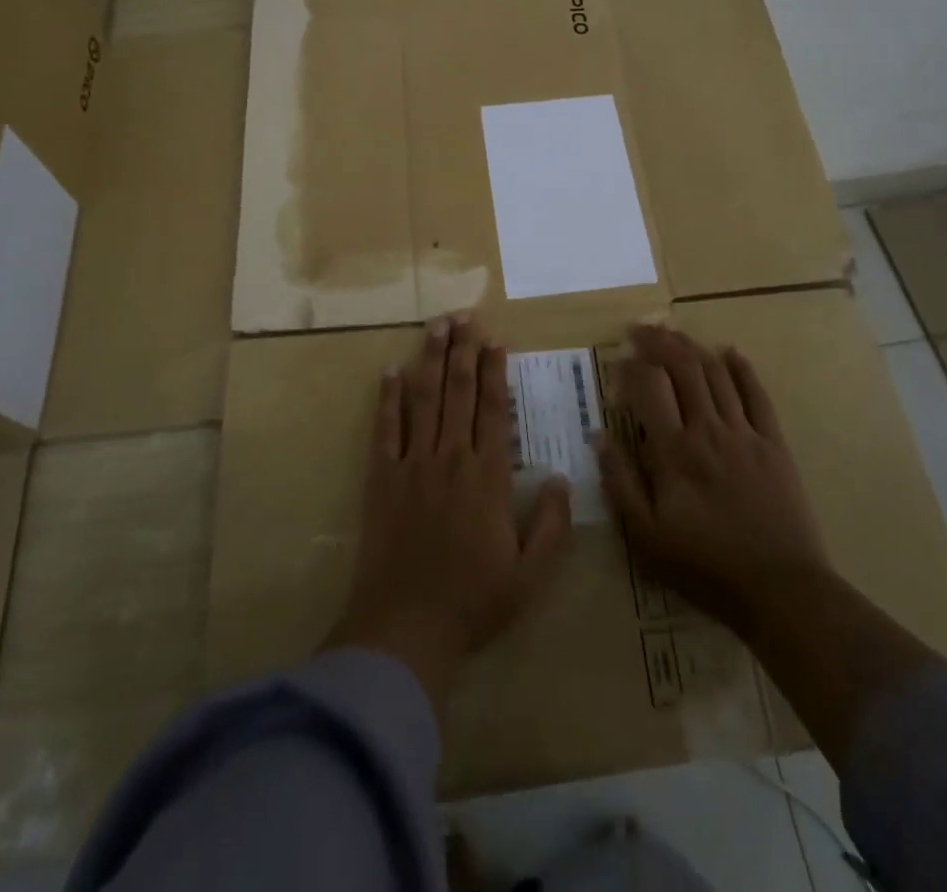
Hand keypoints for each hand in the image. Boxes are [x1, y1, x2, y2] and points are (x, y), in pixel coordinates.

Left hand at [324, 316, 572, 707]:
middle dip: (462, 351)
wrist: (406, 627)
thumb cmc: (472, 601)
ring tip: (436, 326)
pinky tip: (390, 371)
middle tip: (465, 317)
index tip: (495, 342)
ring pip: (423, 399)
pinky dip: (387, 398)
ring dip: (429, 359)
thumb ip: (553, 525)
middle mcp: (451, 459)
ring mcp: (413, 464)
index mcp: (488, 477)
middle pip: (457, 393)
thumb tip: (564, 477)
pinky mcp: (382, 478)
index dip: (494, 373)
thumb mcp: (531, 575)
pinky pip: (385, 429)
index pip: (492, 411)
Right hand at [596, 324, 830, 639]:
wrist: (781, 590)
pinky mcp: (773, 443)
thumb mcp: (646, 537)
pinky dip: (742, 368)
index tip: (618, 357)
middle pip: (682, 369)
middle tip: (641, 329)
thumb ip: (620, 483)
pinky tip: (730, 352)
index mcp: (673, 452)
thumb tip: (599, 436)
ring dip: (692, 347)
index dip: (631, 365)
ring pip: (716, 374)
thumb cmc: (705, 566)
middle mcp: (707, 430)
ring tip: (674, 332)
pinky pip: (757, 394)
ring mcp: (744, 433)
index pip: (648, 387)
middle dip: (658, 342)